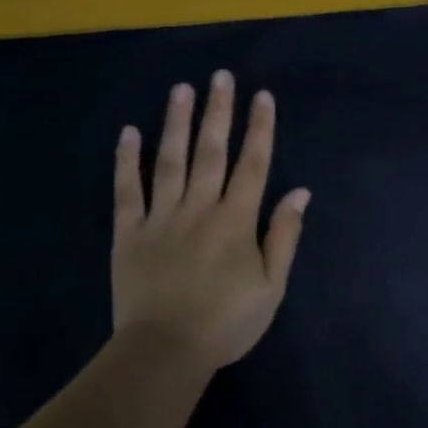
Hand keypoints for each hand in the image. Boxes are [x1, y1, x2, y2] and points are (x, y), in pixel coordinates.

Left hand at [112, 71, 309, 371]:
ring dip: (176, 123)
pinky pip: (127, 191)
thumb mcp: (271, 286)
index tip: (262, 96)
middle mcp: (199, 208)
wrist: (165, 351)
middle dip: (218, 112)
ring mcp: (161, 217)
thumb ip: (284, 236)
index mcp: (236, 221)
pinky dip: (127, 161)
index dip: (259, 128)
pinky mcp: (129, 233)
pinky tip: (129, 133)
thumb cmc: (227, 322)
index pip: (253, 164)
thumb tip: (300, 192)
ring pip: (169, 161)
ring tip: (181, 89)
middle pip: (211, 152)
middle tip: (220, 76)